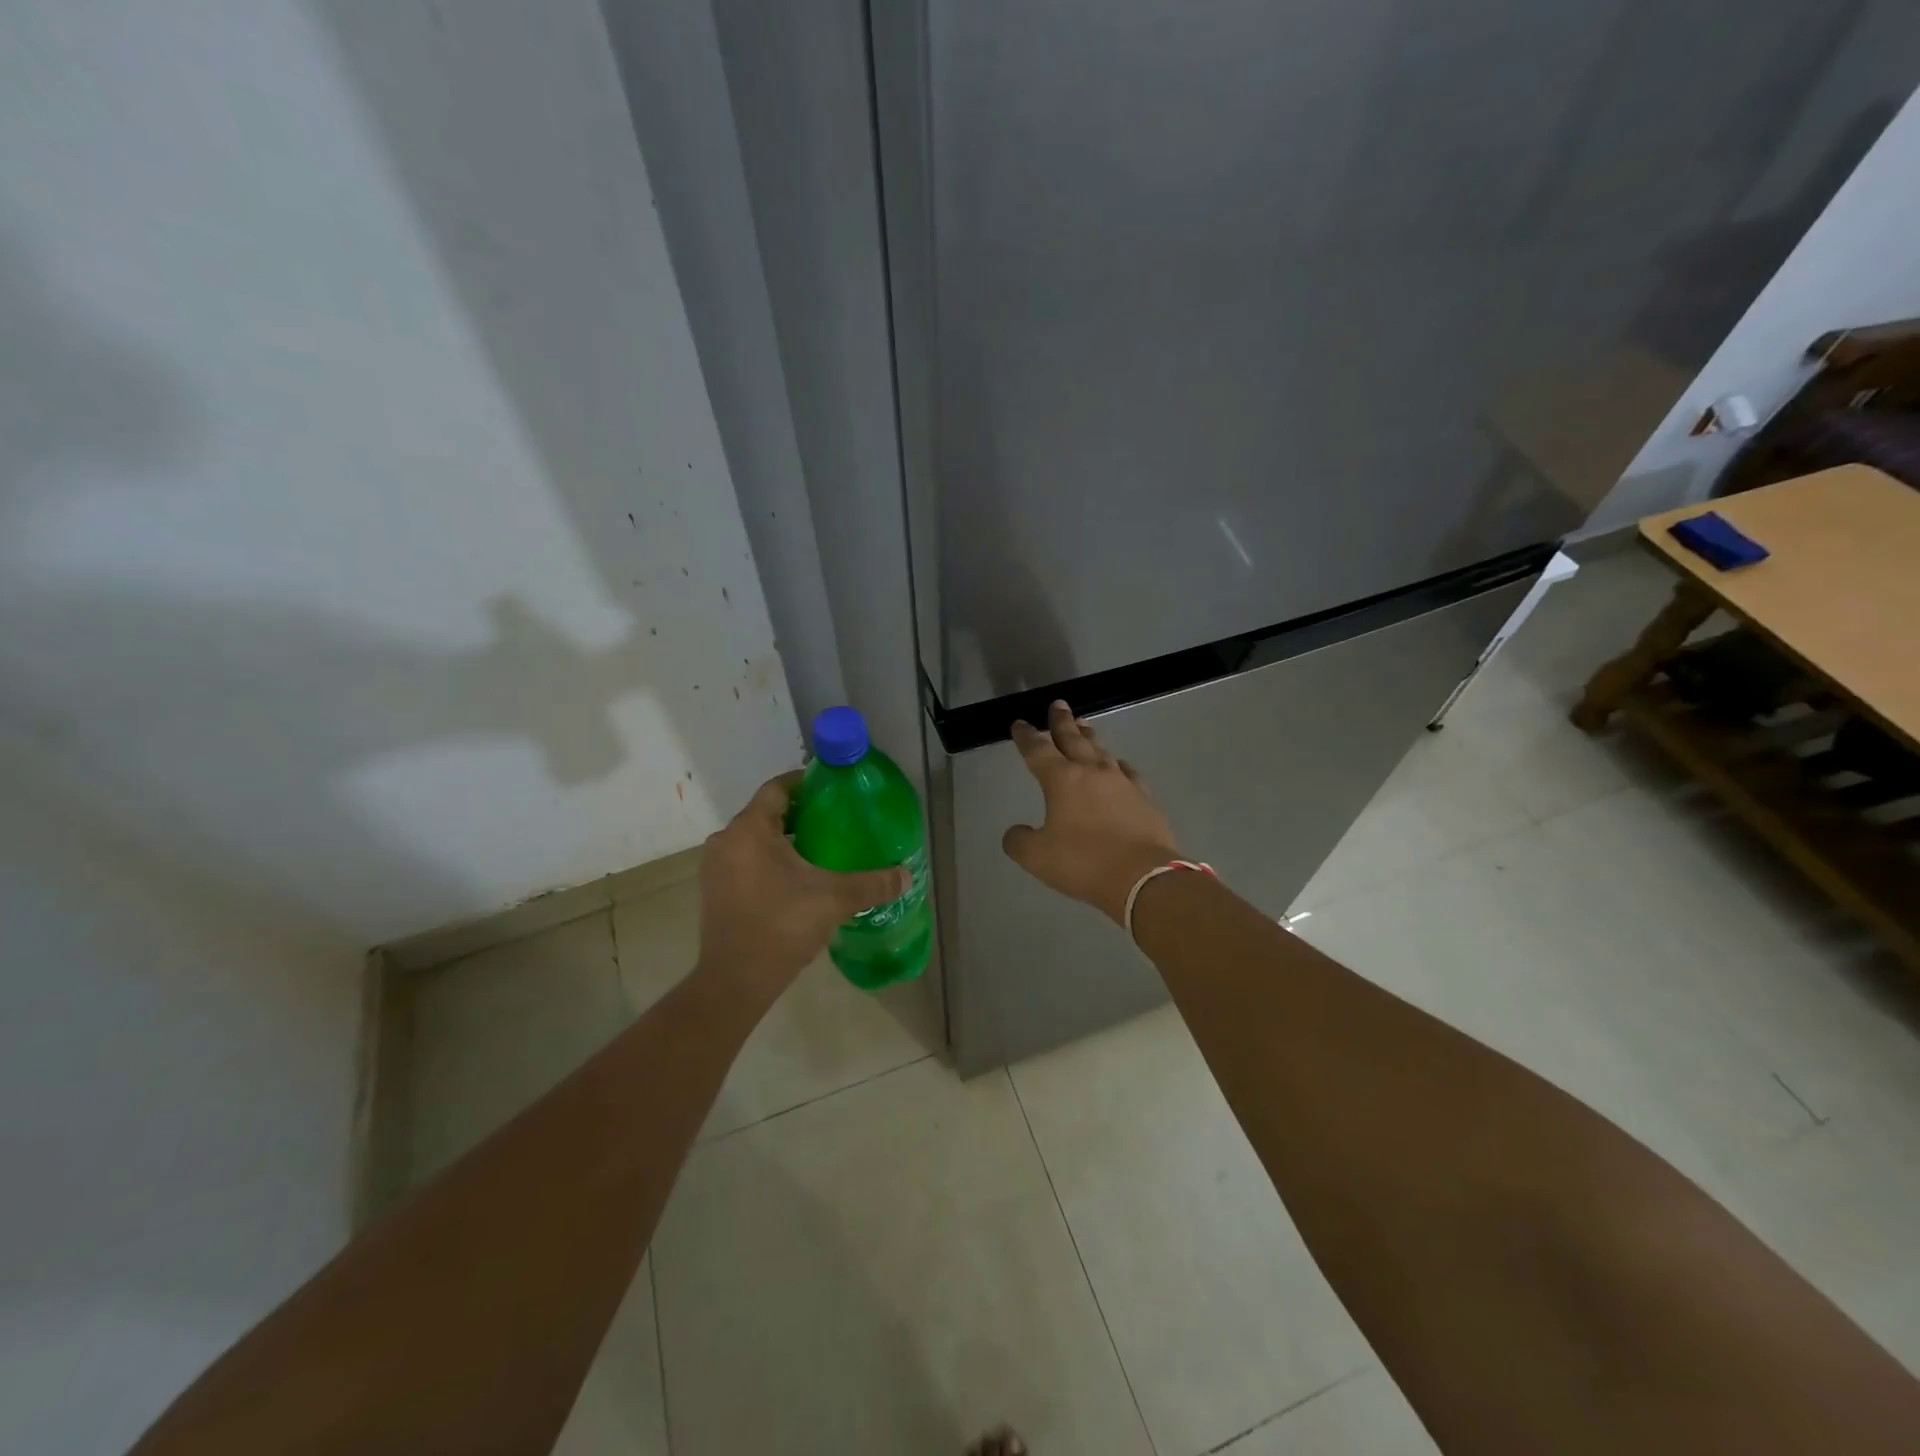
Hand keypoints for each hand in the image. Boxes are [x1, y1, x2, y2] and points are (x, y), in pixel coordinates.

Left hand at [695, 772, 908, 1005]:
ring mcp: (716, 867)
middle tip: (835, 820)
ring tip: (821, 848)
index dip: (805, 783)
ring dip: (783, 839)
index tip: (832, 789)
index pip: (777, 788)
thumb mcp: (834, 899)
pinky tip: (797, 877)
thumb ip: (872, 883)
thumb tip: (906, 875)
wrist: (735, 981)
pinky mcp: (715, 890)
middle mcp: (727, 840)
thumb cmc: (781, 926)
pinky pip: (745, 860)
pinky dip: (769, 859)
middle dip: (799, 813)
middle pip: (766, 812)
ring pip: (755, 838)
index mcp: (750, 830)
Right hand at [1002, 701, 1182, 924]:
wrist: (1143, 877)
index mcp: (1062, 780)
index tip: (1020, 724)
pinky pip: (1126, 772)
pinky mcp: (1144, 798)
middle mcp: (1092, 772)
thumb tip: (1015, 833)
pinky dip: (1116, 765)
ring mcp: (1122, 783)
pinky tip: (1117, 765)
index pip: (1038, 751)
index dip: (1026, 736)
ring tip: (1084, 726)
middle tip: (1058, 705)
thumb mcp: (1037, 857)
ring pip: (1101, 751)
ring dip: (1089, 737)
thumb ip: (1020, 842)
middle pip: (1073, 739)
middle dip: (1061, 722)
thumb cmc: (1084, 863)